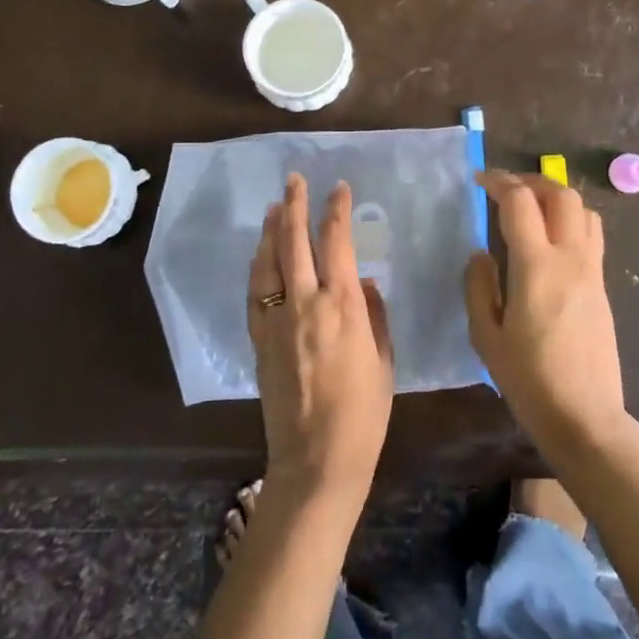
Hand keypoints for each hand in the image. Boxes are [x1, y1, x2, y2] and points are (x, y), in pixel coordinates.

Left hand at [247, 174, 393, 505]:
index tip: (339, 188)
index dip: (337, 210)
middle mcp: (306, 303)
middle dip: (296, 205)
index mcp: (344, 306)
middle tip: (294, 179)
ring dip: (272, 229)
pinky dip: (257, 265)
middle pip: (296, 241)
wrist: (316, 459)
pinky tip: (260, 253)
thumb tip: (366, 282)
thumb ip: (375, 315)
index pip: (338, 242)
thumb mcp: (384, 361)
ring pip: (269, 261)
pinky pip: (255, 292)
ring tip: (275, 205)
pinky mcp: (259, 339)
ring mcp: (278, 320)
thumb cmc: (363, 413)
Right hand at [465, 172, 627, 459]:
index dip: (499, 182)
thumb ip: (479, 287)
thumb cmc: (529, 381)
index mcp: (536, 267)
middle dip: (532, 181)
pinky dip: (571, 220)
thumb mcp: (486, 337)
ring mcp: (592, 271)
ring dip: (556, 197)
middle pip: (561, 194)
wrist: (586, 418)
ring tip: (532, 209)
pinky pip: (591, 235)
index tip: (480, 181)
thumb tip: (480, 254)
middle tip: (506, 189)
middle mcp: (570, 259)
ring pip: (583, 210)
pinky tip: (550, 241)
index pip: (520, 202)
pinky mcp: (603, 286)